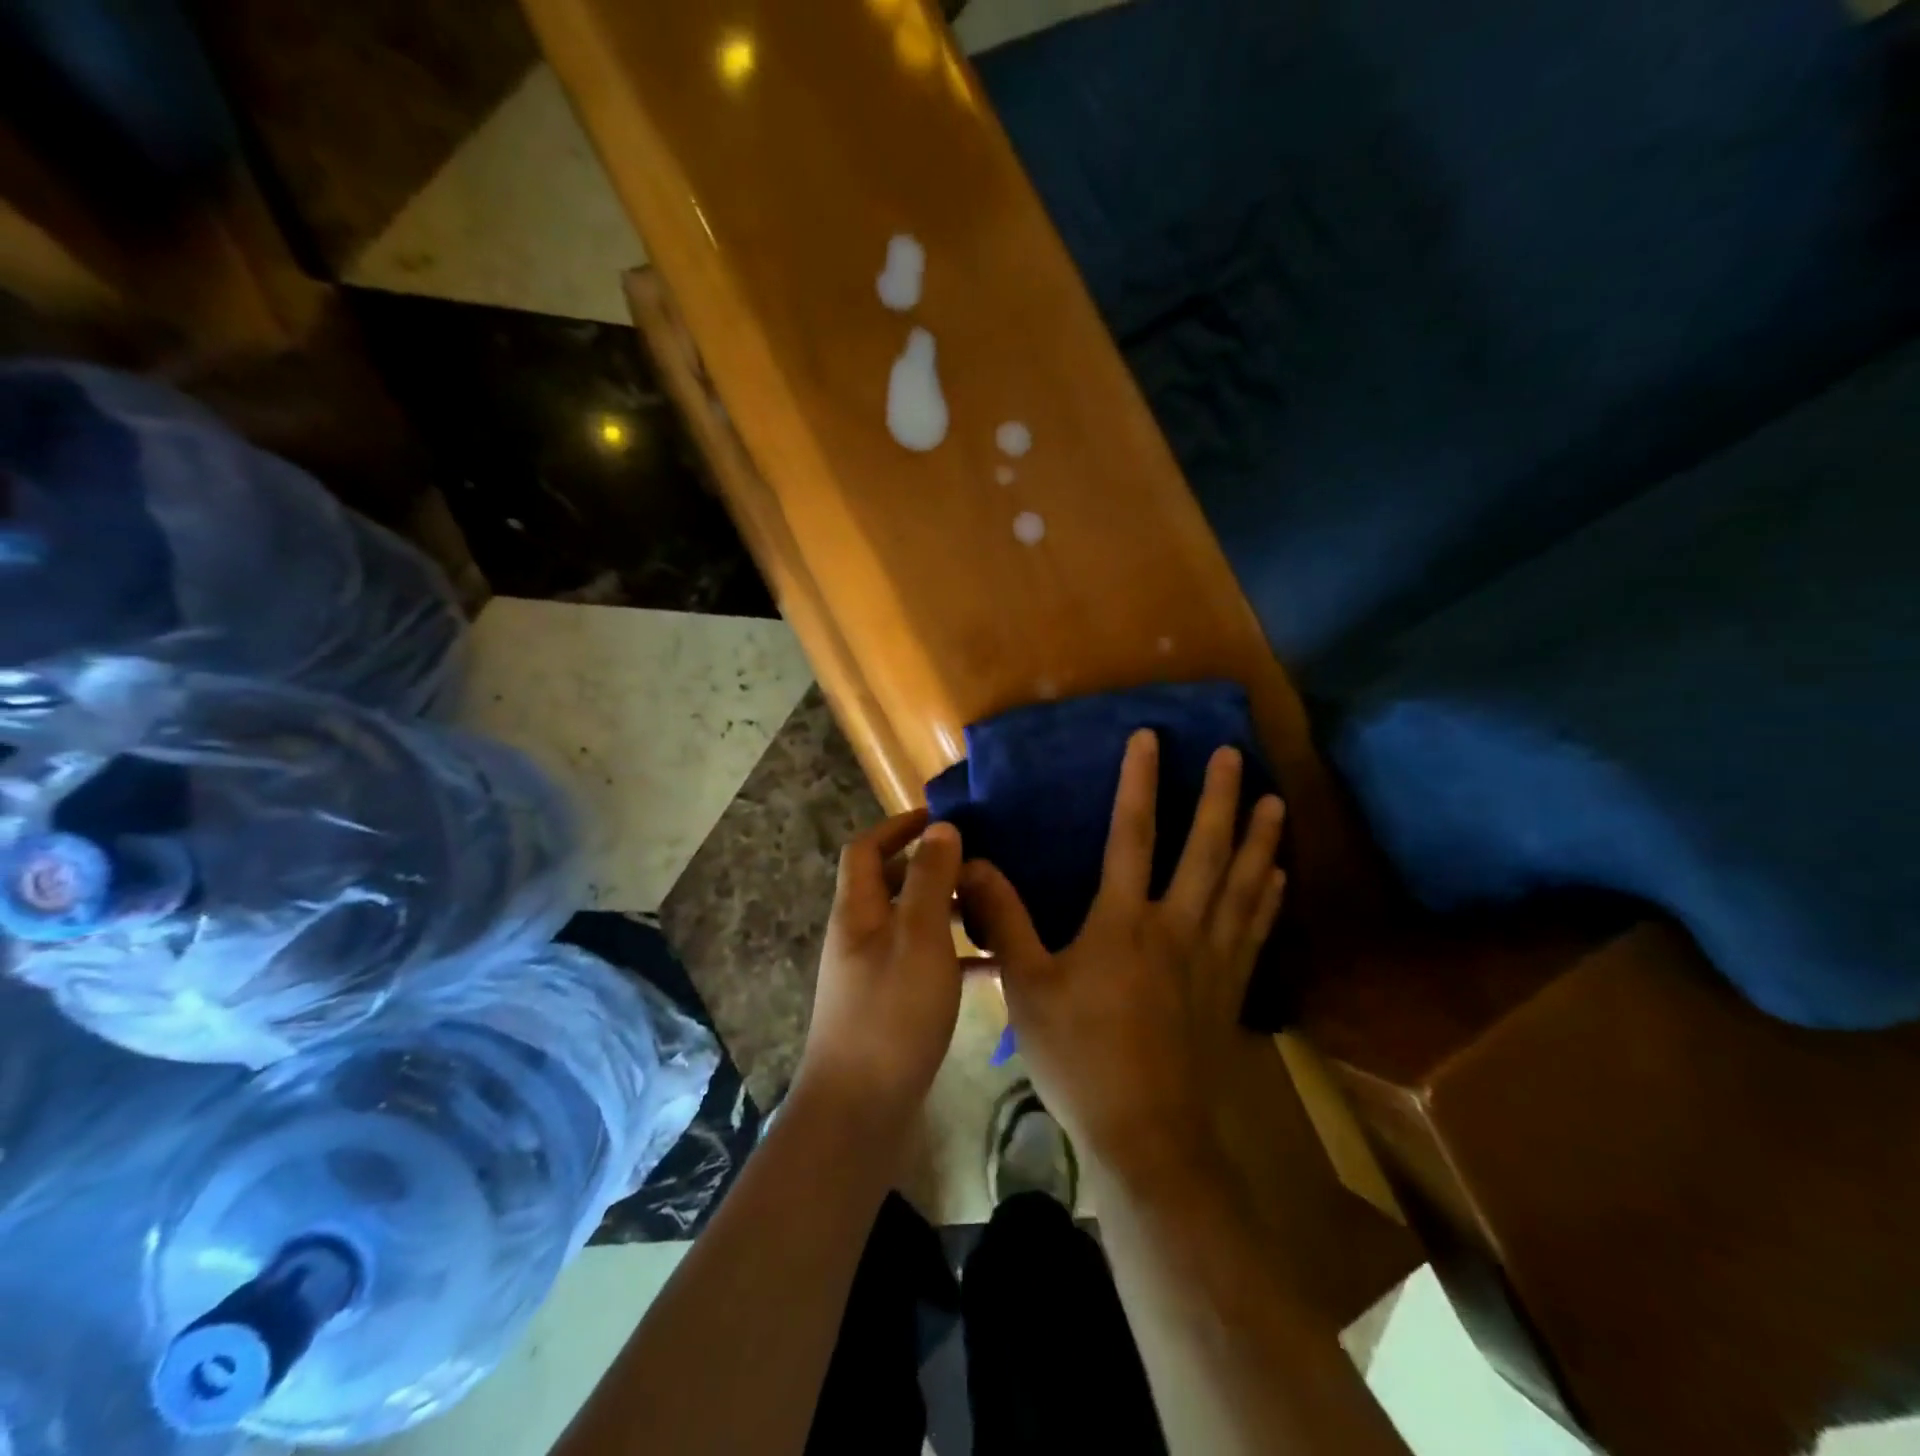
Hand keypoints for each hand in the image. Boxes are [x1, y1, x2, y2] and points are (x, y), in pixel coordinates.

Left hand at [795, 809, 964, 1134]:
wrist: (860, 1112)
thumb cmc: (891, 1014)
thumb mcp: (918, 938)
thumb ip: (930, 880)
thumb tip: (941, 829)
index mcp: (857, 911)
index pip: (867, 849)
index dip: (900, 826)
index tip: (944, 819)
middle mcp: (859, 935)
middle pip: (892, 883)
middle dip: (932, 867)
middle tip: (980, 864)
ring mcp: (873, 972)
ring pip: (913, 924)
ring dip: (948, 910)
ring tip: (993, 908)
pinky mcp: (891, 1005)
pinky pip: (925, 963)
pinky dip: (954, 955)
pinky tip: (993, 965)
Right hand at [960, 732, 1286, 1186]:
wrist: (1147, 1134)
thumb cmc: (1079, 1057)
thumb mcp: (1027, 987)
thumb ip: (1004, 920)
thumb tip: (973, 865)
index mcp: (1123, 921)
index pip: (1131, 835)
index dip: (1139, 783)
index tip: (1148, 738)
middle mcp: (1175, 927)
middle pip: (1205, 850)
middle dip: (1219, 798)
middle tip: (1234, 754)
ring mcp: (1210, 959)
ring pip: (1242, 885)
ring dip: (1260, 839)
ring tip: (1276, 801)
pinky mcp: (1229, 990)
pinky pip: (1254, 930)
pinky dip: (1267, 897)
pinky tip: (1278, 876)